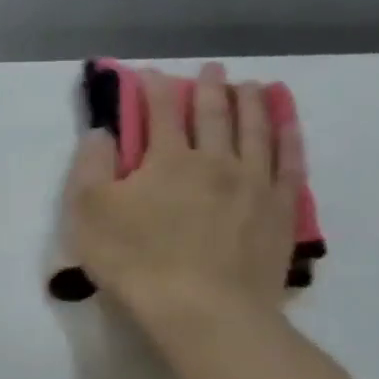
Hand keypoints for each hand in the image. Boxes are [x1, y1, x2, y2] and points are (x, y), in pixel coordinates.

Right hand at [67, 62, 303, 341]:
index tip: (150, 73)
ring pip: (255, 130)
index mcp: (167, 159)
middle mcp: (215, 159)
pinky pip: (289, 161)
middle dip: (209, 88)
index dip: (153, 89)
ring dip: (251, 103)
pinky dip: (288, 135)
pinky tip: (288, 124)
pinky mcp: (279, 209)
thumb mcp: (89, 215)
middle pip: (213, 114)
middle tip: (211, 69)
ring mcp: (254, 183)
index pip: (160, 112)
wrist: (203, 309)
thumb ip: (90, 168)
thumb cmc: (136, 262)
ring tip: (251, 86)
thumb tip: (101, 132)